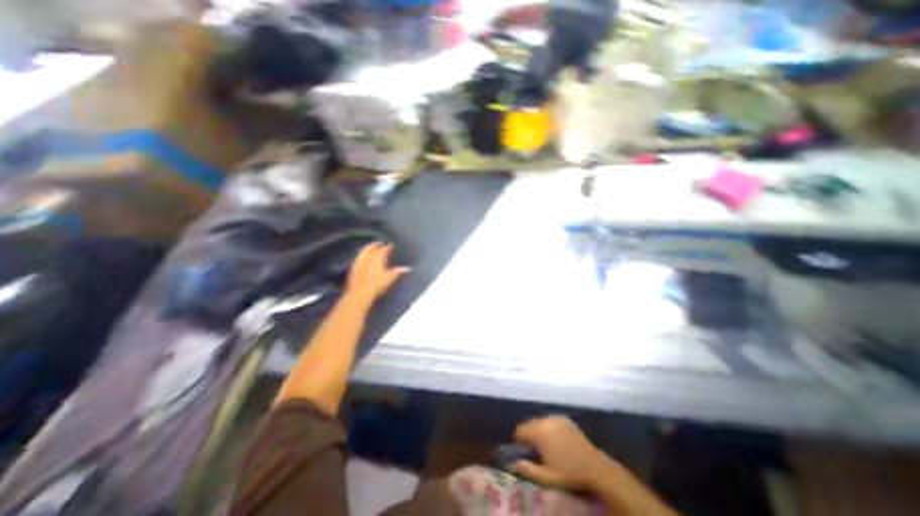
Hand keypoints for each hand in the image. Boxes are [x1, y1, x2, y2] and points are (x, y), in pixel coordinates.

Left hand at [348, 241, 407, 306]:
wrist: (359, 293)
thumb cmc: (377, 284)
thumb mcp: (390, 278)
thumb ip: (398, 272)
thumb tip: (408, 268)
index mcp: (377, 257)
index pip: (384, 249)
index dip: (388, 247)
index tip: (391, 244)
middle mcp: (368, 256)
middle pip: (372, 247)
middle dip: (376, 245)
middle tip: (380, 243)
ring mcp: (359, 261)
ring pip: (363, 251)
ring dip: (367, 248)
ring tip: (370, 248)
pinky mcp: (353, 268)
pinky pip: (358, 257)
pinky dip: (361, 255)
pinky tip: (362, 258)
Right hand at [510, 415, 617, 490]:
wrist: (595, 468)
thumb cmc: (569, 473)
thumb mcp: (546, 477)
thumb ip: (527, 469)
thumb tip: (513, 464)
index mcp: (539, 432)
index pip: (520, 430)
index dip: (519, 441)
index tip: (524, 451)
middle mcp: (545, 420)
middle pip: (529, 423)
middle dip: (529, 435)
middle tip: (535, 450)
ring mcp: (556, 418)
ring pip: (540, 421)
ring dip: (539, 430)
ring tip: (546, 446)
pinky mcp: (565, 419)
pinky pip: (550, 420)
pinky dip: (549, 427)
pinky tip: (557, 440)